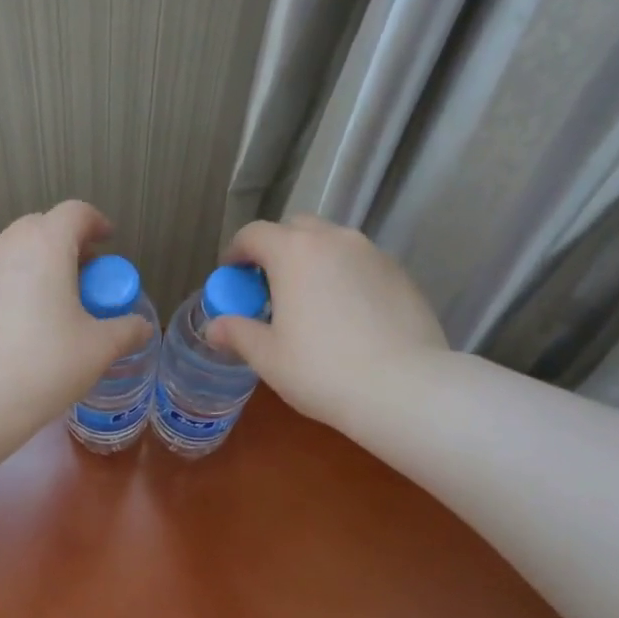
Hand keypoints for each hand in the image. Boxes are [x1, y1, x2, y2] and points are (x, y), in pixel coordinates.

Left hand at [0, 201, 151, 425]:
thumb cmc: (44, 365)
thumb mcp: (98, 349)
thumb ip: (126, 330)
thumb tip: (142, 326)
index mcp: (45, 246)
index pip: (76, 213)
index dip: (97, 223)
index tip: (108, 242)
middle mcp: (6, 247)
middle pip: (41, 228)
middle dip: (67, 245)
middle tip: (84, 278)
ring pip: (13, 253)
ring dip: (37, 266)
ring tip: (53, 304)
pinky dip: (13, 288)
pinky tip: (20, 327)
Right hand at [207, 215, 448, 428]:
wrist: (403, 388)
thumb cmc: (322, 370)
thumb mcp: (268, 357)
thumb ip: (237, 333)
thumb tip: (214, 327)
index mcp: (294, 252)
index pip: (254, 234)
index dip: (236, 253)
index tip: (231, 277)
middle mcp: (335, 239)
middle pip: (295, 229)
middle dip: (276, 250)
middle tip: (268, 288)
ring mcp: (373, 253)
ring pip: (332, 244)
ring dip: (312, 261)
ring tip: (309, 302)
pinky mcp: (401, 274)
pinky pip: (360, 264)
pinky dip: (343, 277)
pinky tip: (346, 316)